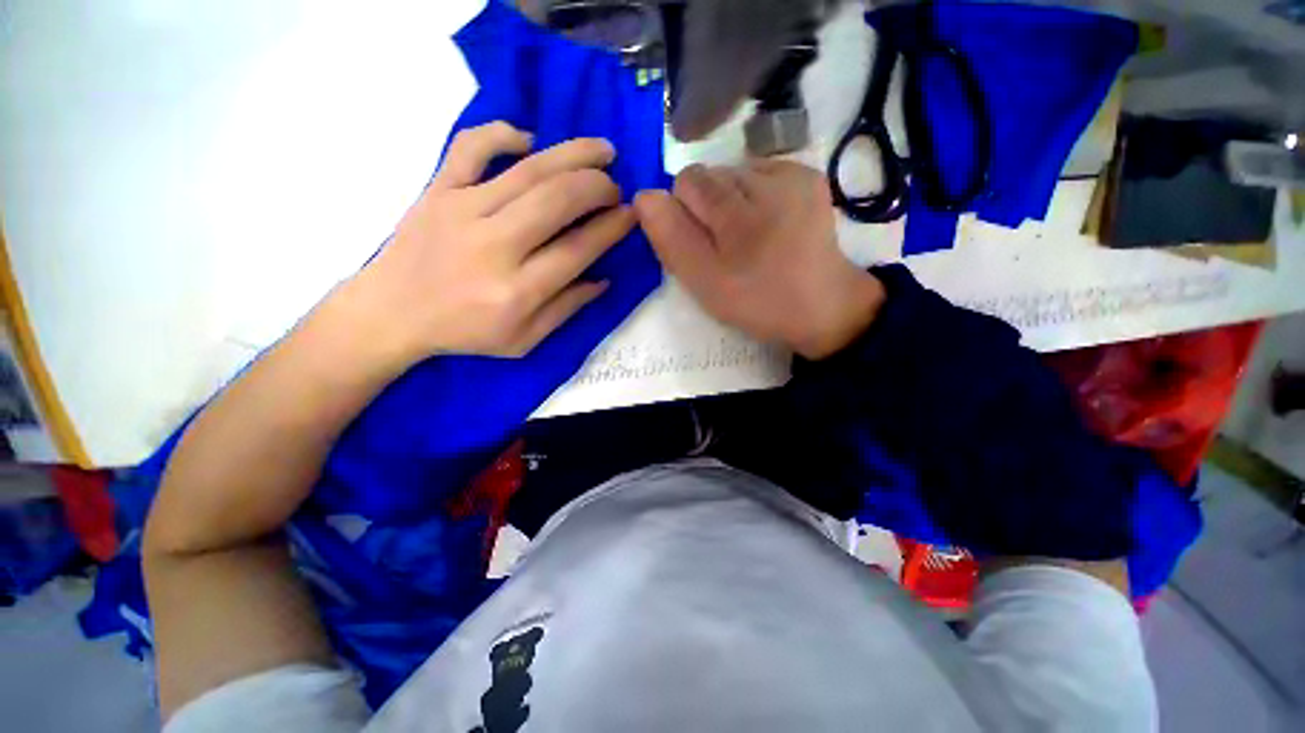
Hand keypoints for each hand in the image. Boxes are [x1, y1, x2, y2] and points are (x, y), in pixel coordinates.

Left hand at [342, 121, 634, 364]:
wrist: (391, 313)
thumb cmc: (464, 333)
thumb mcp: (525, 340)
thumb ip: (567, 309)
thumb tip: (603, 279)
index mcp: (518, 291)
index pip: (578, 249)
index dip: (611, 228)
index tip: (632, 214)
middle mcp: (494, 247)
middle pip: (558, 200)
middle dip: (599, 186)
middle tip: (616, 187)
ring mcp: (461, 211)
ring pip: (528, 169)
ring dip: (573, 154)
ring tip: (602, 150)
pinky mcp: (437, 189)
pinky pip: (471, 146)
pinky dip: (503, 133)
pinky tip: (529, 140)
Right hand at [634, 161, 883, 359]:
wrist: (821, 305)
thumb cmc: (757, 301)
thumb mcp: (705, 283)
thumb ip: (672, 240)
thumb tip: (644, 195)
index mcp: (739, 214)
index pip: (687, 182)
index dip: (685, 213)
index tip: (703, 244)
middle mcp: (769, 181)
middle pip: (712, 173)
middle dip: (708, 207)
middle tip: (727, 245)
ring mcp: (794, 174)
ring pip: (735, 173)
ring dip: (731, 201)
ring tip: (749, 236)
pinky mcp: (809, 175)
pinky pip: (761, 173)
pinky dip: (755, 195)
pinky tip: (768, 223)